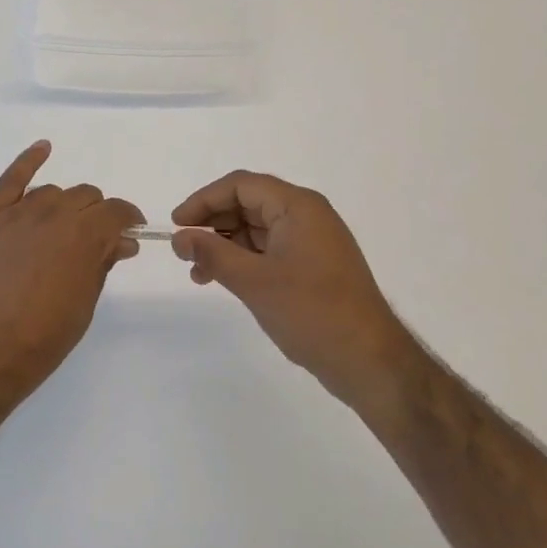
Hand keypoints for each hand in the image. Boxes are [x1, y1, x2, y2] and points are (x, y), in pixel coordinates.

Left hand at [0, 141, 143, 421]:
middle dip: (98, 215)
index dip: (128, 221)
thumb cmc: (35, 345)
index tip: (130, 234)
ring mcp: (15, 214)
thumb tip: (119, 243)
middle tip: (97, 242)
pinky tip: (43, 148)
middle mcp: (51, 214)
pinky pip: (9, 180)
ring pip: (52, 192)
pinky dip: (28, 159)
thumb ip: (100, 267)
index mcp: (82, 237)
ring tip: (64, 231)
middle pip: (85, 197)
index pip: (116, 212)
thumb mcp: (80, 309)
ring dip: (66, 206)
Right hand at [171, 171, 412, 406]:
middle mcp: (307, 215)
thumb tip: (179, 237)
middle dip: (213, 223)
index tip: (177, 224)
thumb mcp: (254, 281)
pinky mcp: (312, 265)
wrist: (369, 361)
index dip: (204, 200)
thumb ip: (212, 253)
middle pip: (248, 203)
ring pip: (256, 229)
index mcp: (298, 206)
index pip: (241, 185)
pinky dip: (243, 260)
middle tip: (183, 248)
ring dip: (225, 245)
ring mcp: (312, 241)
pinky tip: (222, 280)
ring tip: (197, 272)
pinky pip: (269, 249)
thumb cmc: (312, 312)